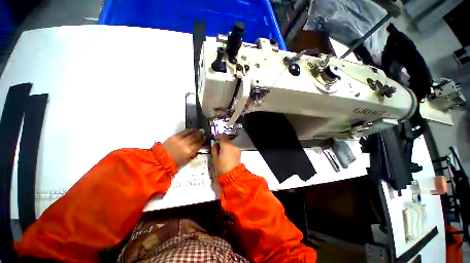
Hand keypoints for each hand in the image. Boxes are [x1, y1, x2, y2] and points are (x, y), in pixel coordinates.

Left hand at [163, 129, 204, 169]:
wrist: (161, 161)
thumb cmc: (175, 163)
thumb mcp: (188, 159)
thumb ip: (194, 151)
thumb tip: (198, 146)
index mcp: (189, 151)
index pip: (199, 143)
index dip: (203, 140)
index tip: (205, 139)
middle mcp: (185, 144)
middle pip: (196, 136)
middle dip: (200, 134)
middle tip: (203, 133)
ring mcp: (180, 139)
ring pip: (190, 132)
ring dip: (196, 131)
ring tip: (198, 131)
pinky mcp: (174, 136)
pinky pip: (184, 131)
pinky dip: (189, 130)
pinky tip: (191, 131)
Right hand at [211, 135, 240, 175]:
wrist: (233, 175)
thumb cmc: (222, 167)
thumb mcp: (215, 158)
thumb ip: (214, 149)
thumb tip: (215, 145)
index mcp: (226, 145)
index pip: (222, 136)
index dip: (218, 136)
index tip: (215, 138)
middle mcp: (233, 145)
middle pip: (227, 139)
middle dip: (221, 141)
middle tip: (216, 146)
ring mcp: (236, 149)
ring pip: (230, 143)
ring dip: (225, 145)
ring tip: (221, 151)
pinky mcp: (239, 153)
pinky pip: (233, 148)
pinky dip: (229, 148)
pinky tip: (226, 154)